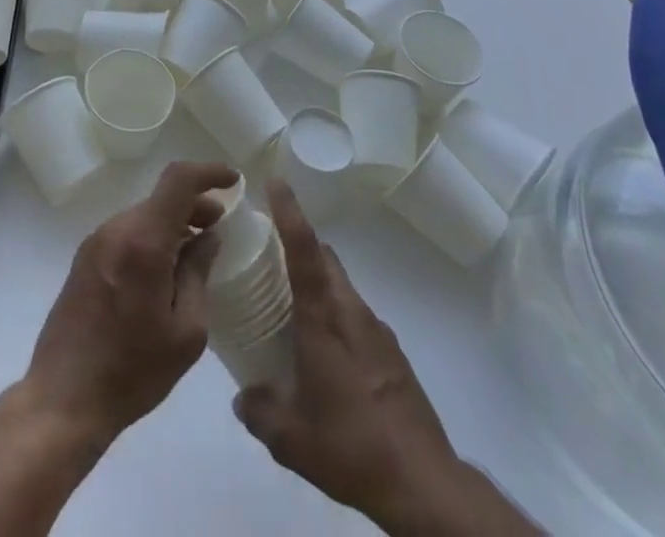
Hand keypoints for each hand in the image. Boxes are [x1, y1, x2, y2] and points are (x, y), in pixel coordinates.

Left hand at [21, 160, 238, 448]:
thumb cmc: (133, 371)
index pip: (178, 180)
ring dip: (173, 222)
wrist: (64, 398)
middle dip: (194, 204)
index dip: (208, 172)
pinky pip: (127, 232)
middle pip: (162, 197)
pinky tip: (164, 270)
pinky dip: (152, 236)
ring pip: (144, 214)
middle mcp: (117, 229)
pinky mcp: (85, 257)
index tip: (232, 181)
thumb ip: (198, 274)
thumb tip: (208, 237)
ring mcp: (97, 241)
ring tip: (194, 253)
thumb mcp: (186, 332)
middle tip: (219, 228)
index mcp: (144, 241)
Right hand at [234, 181, 539, 536]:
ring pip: (341, 285)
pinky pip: (356, 314)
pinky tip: (325, 354)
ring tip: (291, 308)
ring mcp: (376, 330)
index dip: (290, 211)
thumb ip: (259, 411)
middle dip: (299, 242)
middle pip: (324, 257)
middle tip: (268, 252)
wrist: (423, 483)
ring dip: (317, 282)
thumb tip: (241, 397)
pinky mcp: (392, 353)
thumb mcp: (291, 439)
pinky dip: (336, 314)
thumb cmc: (351, 447)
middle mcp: (351, 312)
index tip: (275, 181)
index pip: (304, 249)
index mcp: (323, 319)